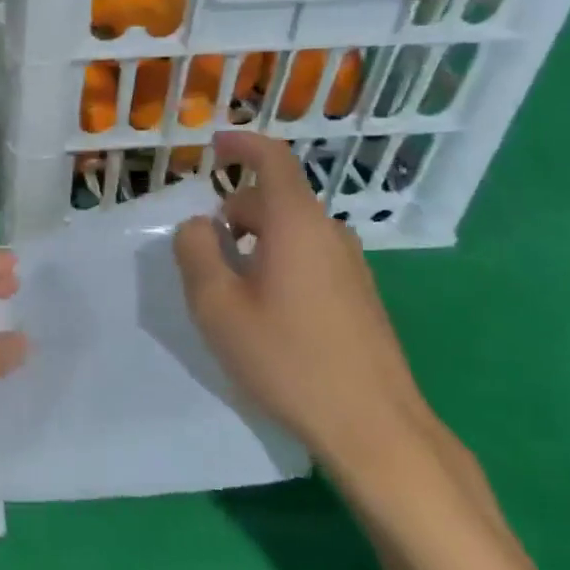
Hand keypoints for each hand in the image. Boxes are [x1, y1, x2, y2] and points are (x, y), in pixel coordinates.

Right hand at [172, 131, 427, 466]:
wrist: (373, 425)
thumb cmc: (286, 358)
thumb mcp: (218, 306)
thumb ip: (197, 253)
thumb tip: (198, 225)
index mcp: (296, 224)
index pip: (272, 160)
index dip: (242, 145)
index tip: (215, 144)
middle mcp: (330, 233)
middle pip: (275, 201)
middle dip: (234, 213)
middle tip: (203, 255)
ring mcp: (352, 265)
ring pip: (292, 232)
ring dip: (255, 243)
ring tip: (231, 291)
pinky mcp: (360, 295)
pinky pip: (310, 258)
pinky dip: (278, 264)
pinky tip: (267, 314)